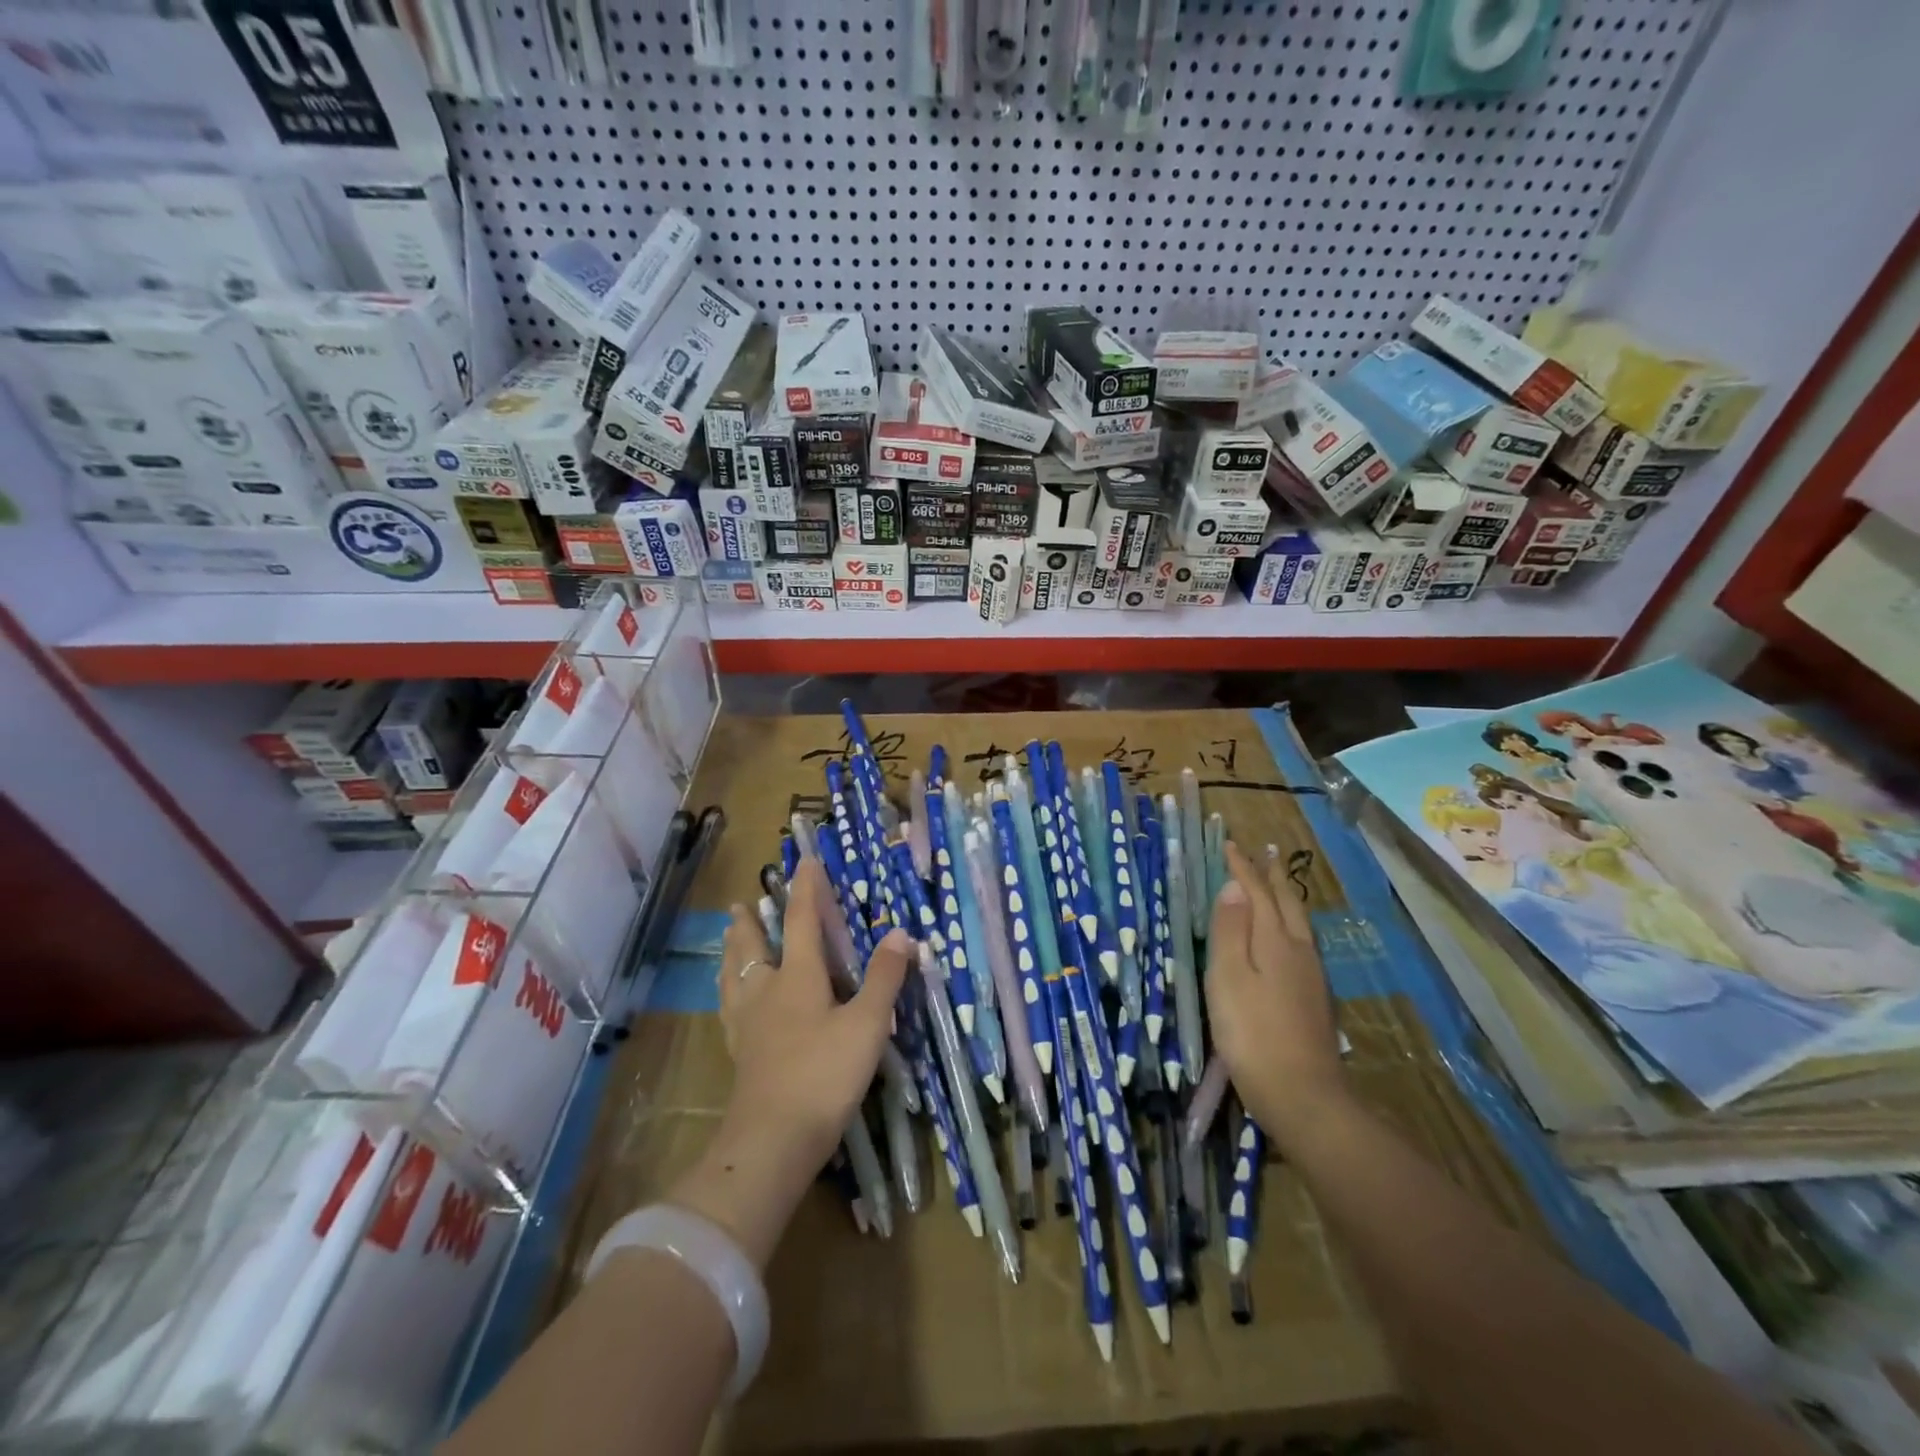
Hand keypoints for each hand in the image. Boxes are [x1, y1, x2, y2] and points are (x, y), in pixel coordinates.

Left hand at [669, 859, 908, 1267]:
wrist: (772, 1140)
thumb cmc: (824, 1074)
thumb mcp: (867, 1024)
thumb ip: (884, 978)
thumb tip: (901, 934)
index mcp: (797, 976)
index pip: (803, 920)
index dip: (806, 889)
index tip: (804, 861)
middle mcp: (766, 990)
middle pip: (753, 945)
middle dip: (750, 921)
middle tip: (740, 903)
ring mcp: (747, 1023)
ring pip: (733, 975)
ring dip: (732, 951)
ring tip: (728, 938)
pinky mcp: (739, 1052)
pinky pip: (728, 1007)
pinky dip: (728, 990)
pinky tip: (731, 1000)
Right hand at [1205, 841, 1346, 1140]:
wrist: (1302, 1094)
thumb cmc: (1251, 1032)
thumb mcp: (1228, 976)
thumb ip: (1230, 929)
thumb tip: (1235, 885)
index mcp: (1274, 941)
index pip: (1256, 893)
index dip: (1243, 868)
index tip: (1230, 844)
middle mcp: (1298, 950)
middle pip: (1286, 903)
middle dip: (1273, 875)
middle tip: (1266, 851)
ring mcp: (1311, 976)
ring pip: (1299, 922)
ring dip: (1285, 897)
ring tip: (1278, 884)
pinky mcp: (1314, 998)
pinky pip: (1303, 942)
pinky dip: (1292, 923)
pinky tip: (1290, 936)